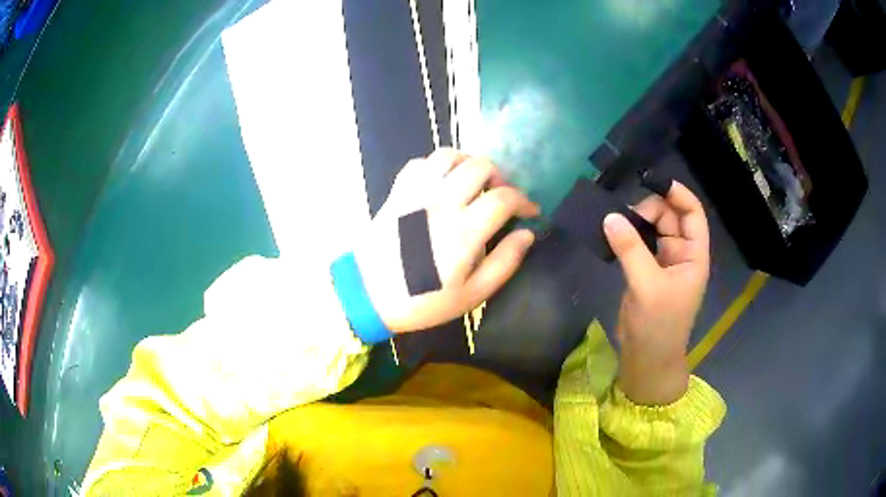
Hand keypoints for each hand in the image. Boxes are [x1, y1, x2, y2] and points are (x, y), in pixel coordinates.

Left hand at [355, 149, 539, 333]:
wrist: (368, 295)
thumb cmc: (423, 300)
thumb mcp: (472, 295)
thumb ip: (504, 262)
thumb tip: (527, 234)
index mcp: (463, 231)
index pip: (504, 198)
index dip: (524, 201)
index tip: (530, 211)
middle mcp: (441, 203)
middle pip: (480, 167)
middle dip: (500, 178)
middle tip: (501, 197)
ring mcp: (416, 193)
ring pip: (450, 156)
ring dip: (469, 165)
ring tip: (474, 184)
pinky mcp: (397, 191)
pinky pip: (421, 163)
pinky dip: (438, 166)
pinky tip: (442, 184)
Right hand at [603, 180, 709, 404]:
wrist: (647, 359)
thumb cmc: (658, 325)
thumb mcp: (647, 285)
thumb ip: (630, 249)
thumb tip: (610, 216)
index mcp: (693, 255)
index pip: (692, 214)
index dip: (678, 194)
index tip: (652, 180)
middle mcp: (681, 254)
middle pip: (670, 217)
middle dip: (649, 208)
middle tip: (622, 210)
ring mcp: (663, 263)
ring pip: (652, 229)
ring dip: (636, 221)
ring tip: (613, 218)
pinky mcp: (646, 272)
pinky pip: (639, 244)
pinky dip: (627, 236)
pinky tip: (612, 232)